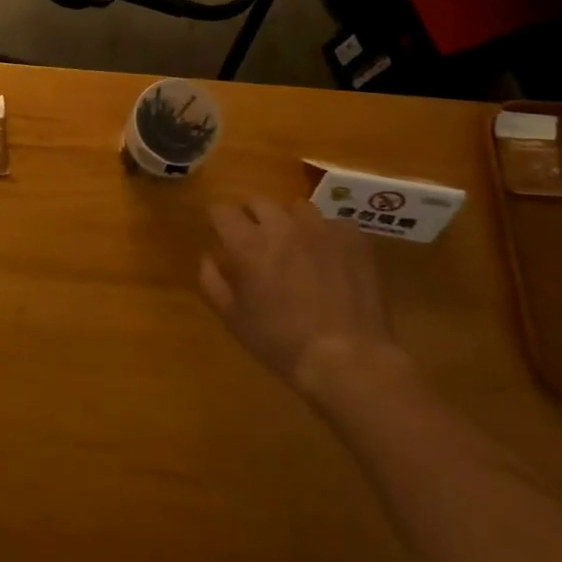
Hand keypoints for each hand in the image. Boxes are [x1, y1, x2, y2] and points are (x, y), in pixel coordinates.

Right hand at [200, 198, 408, 397]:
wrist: (348, 360)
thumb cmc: (282, 343)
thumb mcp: (234, 319)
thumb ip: (212, 281)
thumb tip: (208, 257)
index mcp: (247, 243)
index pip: (221, 210)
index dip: (218, 220)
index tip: (220, 234)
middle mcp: (281, 225)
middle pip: (258, 201)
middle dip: (252, 217)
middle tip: (257, 242)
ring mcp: (320, 228)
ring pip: (297, 207)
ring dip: (290, 222)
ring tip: (296, 246)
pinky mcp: (353, 238)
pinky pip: (333, 224)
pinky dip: (327, 236)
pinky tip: (331, 259)